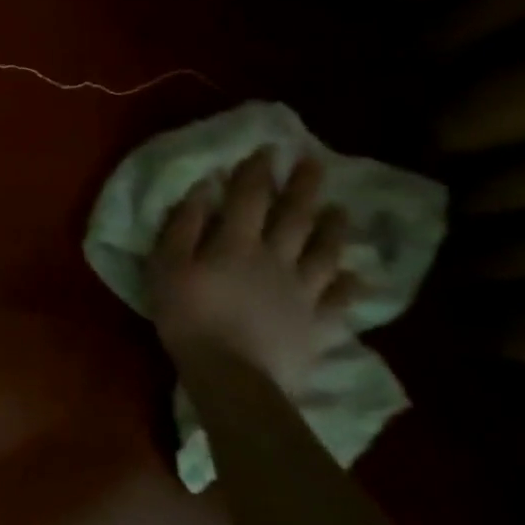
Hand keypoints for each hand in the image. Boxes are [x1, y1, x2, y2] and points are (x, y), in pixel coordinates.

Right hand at [147, 150, 358, 392]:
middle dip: (304, 188)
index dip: (258, 172)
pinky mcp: (316, 324)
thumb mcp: (167, 266)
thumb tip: (202, 188)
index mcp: (236, 243)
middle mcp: (276, 259)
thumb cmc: (188, 316)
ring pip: (324, 253)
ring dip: (334, 229)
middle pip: (295, 218)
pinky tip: (358, 278)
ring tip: (341, 210)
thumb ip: (183, 226)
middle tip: (316, 164)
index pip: (250, 198)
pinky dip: (350, 286)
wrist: (232, 375)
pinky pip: (339, 301)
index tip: (269, 149)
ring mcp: (302, 292)